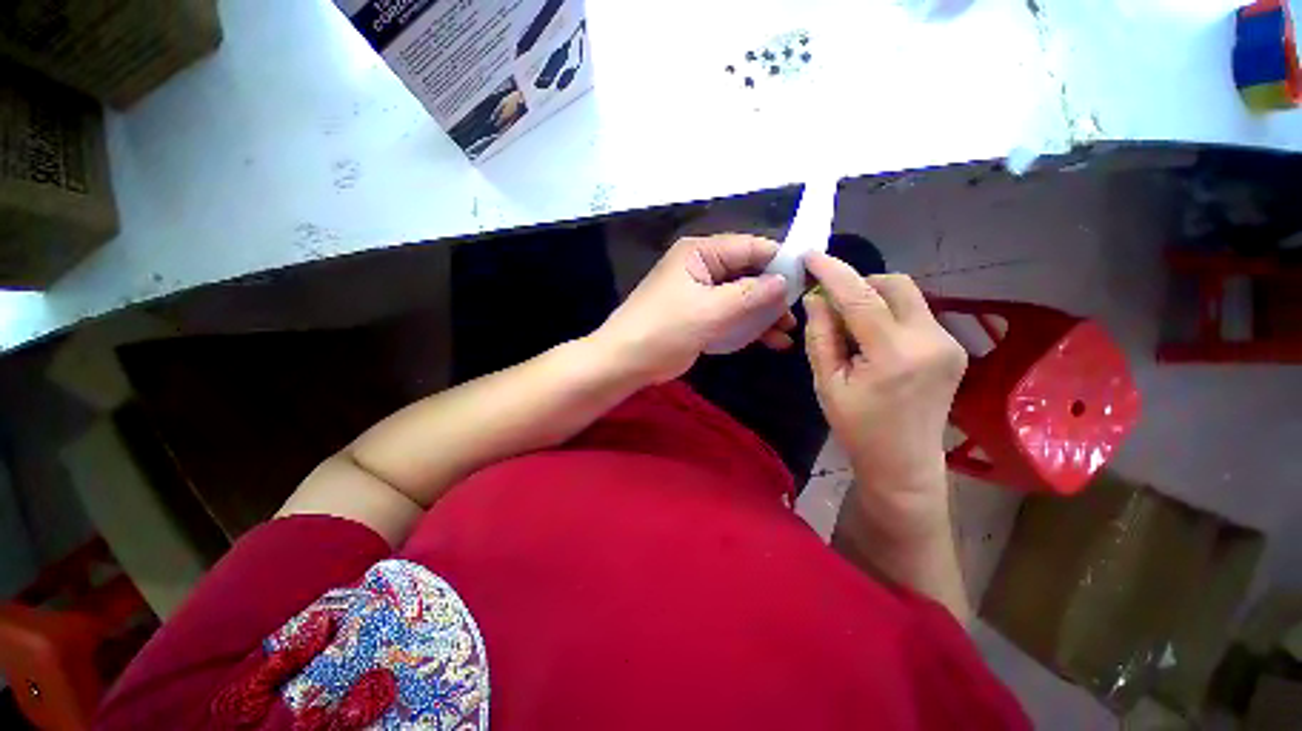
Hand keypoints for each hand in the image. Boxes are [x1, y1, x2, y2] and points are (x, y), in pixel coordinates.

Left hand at [595, 234, 796, 383]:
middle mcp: (702, 268)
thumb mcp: (710, 310)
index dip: (779, 261)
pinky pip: (731, 316)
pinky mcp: (700, 316)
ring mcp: (701, 294)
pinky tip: (771, 341)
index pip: (749, 247)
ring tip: (787, 332)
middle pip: (748, 273)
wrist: (626, 361)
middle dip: (773, 294)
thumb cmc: (665, 329)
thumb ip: (751, 294)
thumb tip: (785, 281)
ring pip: (741, 297)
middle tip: (797, 314)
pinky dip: (749, 327)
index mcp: (701, 253)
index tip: (809, 279)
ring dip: (764, 314)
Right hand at [802, 253, 966, 537]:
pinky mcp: (953, 346)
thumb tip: (817, 298)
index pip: (861, 297)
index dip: (834, 271)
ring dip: (874, 298)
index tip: (812, 256)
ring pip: (908, 295)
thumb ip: (821, 335)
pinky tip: (874, 338)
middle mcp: (931, 340)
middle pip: (894, 284)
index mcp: (894, 354)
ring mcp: (948, 342)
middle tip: (833, 303)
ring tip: (851, 325)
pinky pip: (915, 312)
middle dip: (860, 283)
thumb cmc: (857, 427)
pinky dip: (888, 313)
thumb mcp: (826, 383)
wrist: (904, 462)